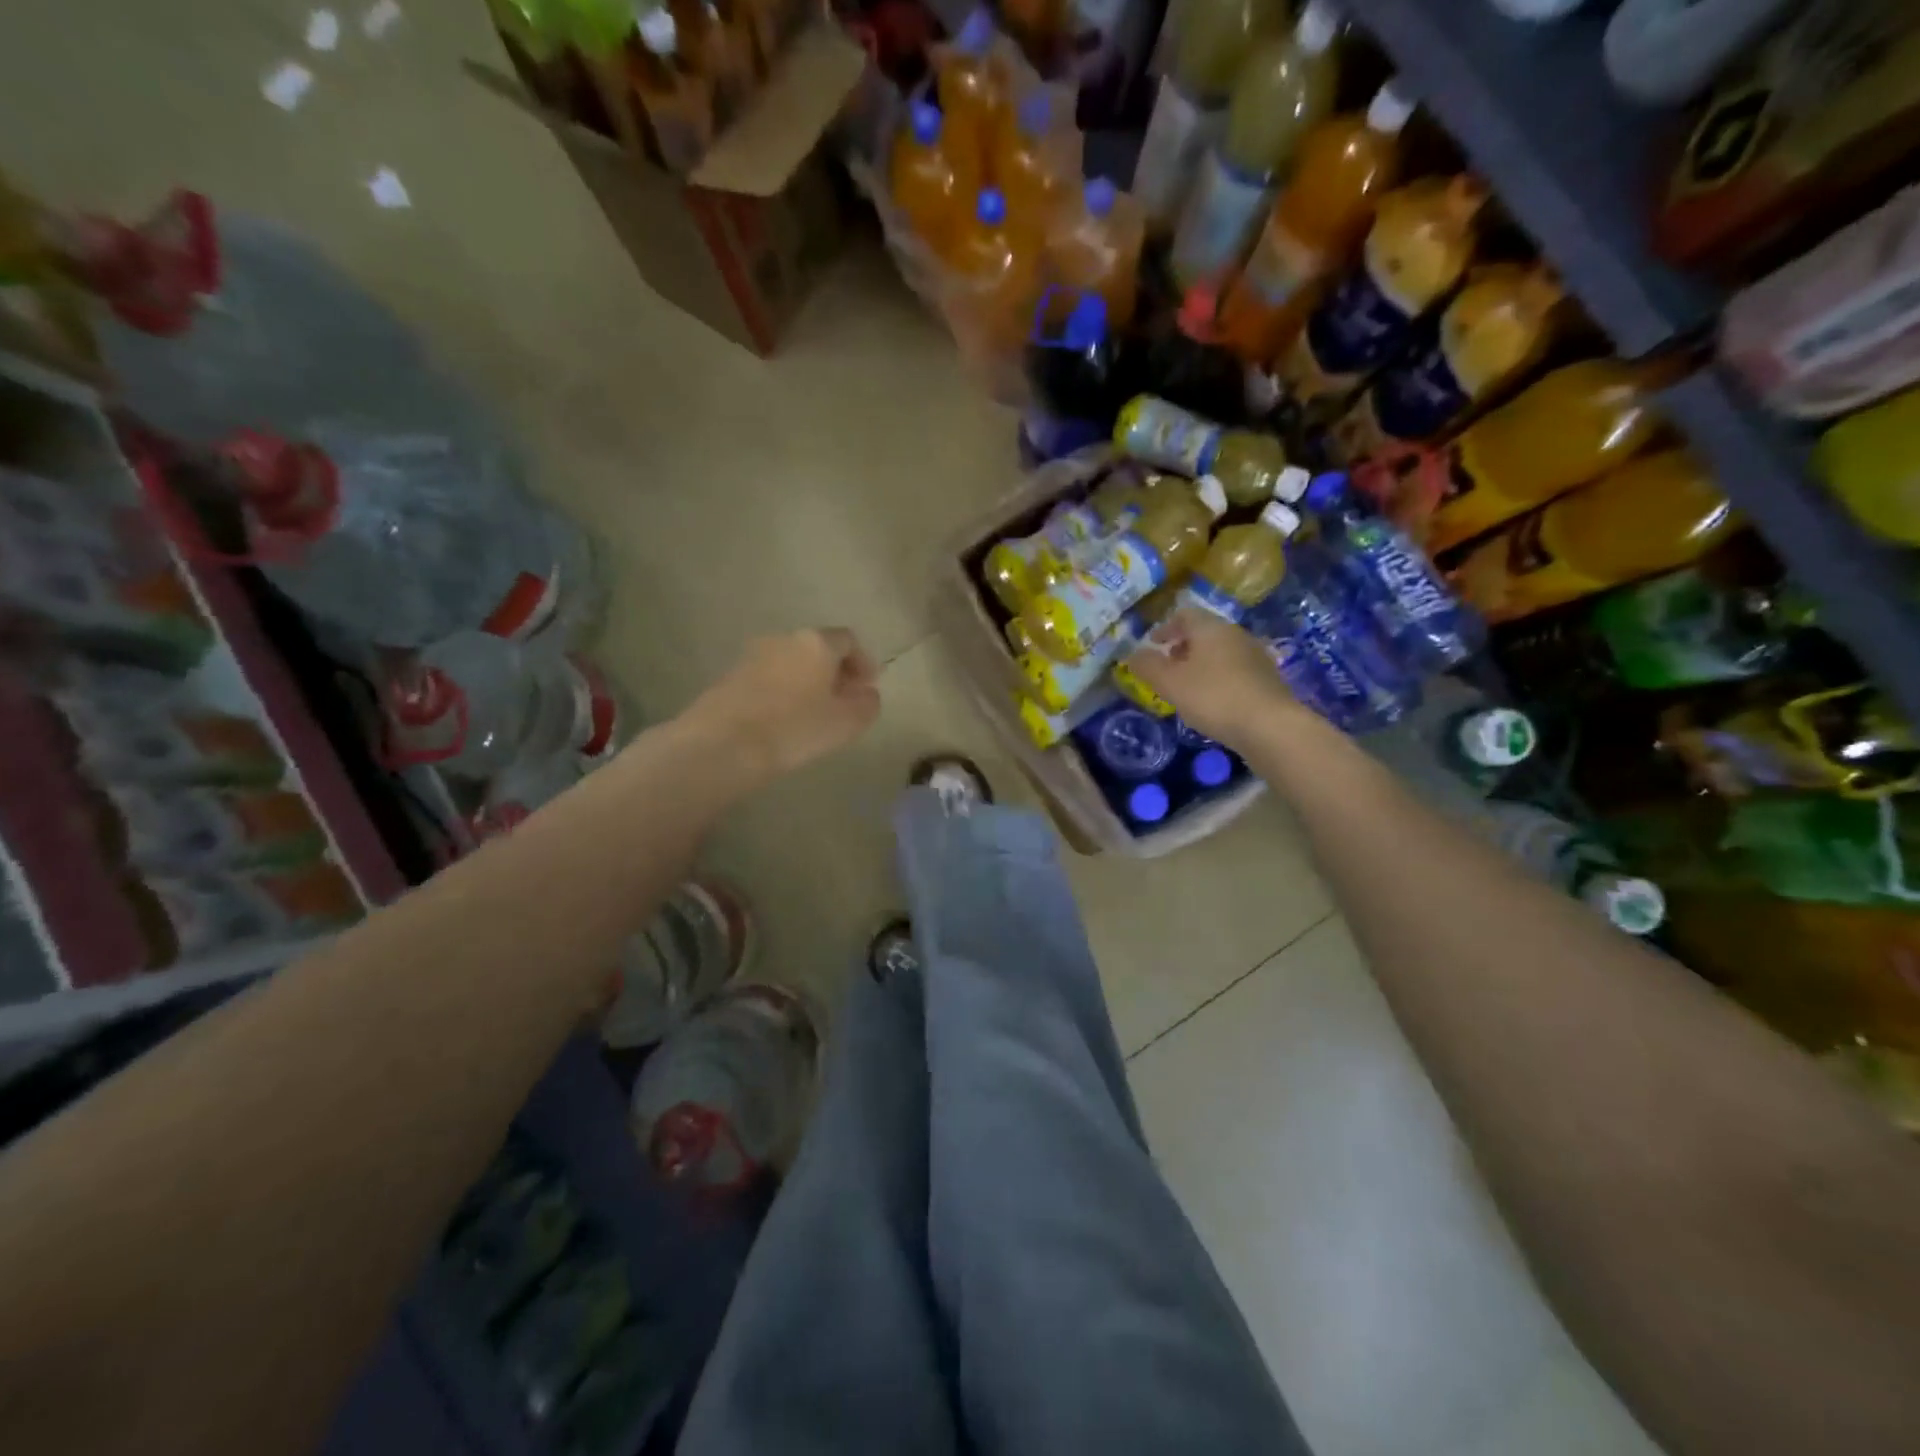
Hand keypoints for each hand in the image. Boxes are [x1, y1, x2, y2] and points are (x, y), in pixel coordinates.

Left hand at [684, 628, 880, 782]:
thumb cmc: (795, 729)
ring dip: (806, 681)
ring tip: (813, 712)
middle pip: (817, 648)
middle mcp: (783, 639)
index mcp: (816, 642)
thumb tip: (867, 694)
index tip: (868, 687)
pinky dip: (782, 691)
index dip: (863, 662)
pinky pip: (767, 677)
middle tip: (843, 700)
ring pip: (790, 662)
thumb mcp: (846, 723)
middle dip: (834, 671)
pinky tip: (783, 719)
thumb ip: (866, 704)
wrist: (723, 745)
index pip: (848, 640)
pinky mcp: (729, 676)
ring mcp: (751, 655)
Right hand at [1122, 609, 1304, 749]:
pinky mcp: (1267, 678)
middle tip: (1166, 666)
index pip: (1184, 614)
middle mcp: (1235, 633)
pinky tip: (1213, 700)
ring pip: (1221, 651)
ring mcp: (1255, 655)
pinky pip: (1235, 669)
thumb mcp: (1169, 683)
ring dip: (1201, 663)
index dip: (1165, 627)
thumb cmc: (1213, 697)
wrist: (1270, 726)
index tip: (1152, 645)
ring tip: (1187, 686)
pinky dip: (1218, 677)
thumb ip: (1147, 666)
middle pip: (1204, 631)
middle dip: (1182, 646)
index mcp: (1211, 628)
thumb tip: (1132, 654)